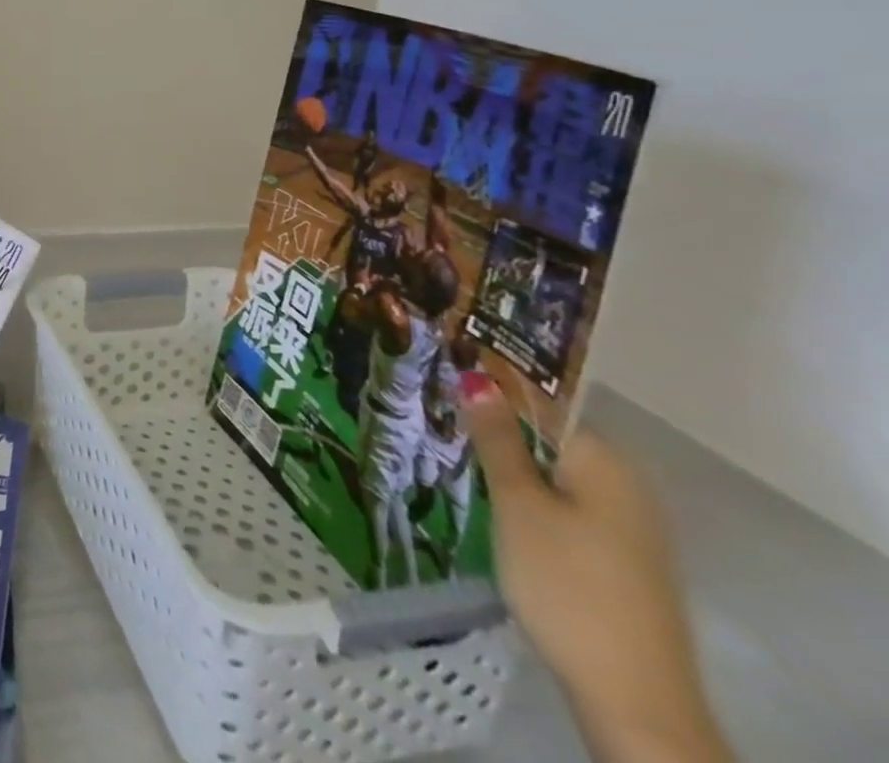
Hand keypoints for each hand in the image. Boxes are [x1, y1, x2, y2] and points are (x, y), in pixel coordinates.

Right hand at [466, 381, 731, 761]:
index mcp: (607, 463)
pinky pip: (569, 509)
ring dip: (512, 469)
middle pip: (550, 442)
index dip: (492, 393)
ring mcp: (631, 528)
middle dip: (498, 432)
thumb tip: (477, 376)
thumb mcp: (518, 504)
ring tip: (457, 461)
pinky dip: (533, 502)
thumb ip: (497, 439)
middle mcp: (628, 486)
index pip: (541, 405)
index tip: (445, 387)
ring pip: (557, 478)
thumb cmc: (566, 584)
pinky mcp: (622, 562)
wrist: (633, 699)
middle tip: (440, 424)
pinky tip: (498, 510)